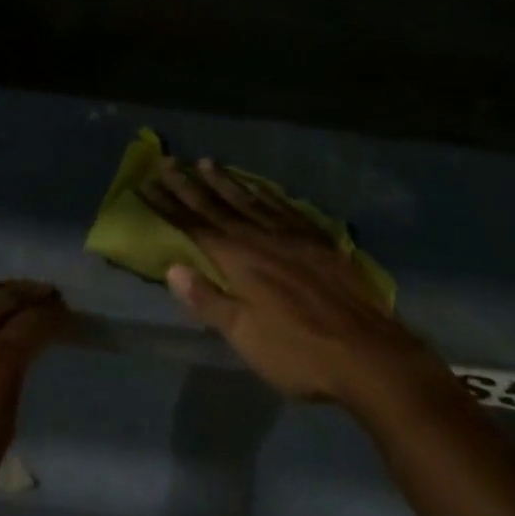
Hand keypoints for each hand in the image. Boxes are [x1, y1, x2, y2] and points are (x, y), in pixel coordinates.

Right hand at [140, 159, 442, 408]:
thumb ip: (209, 299)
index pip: (193, 226)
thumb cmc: (298, 351)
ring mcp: (292, 236)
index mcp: (238, 260)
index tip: (146, 184)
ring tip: (206, 162)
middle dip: (188, 185)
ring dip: (225, 182)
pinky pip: (285, 208)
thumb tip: (173, 267)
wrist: (368, 353)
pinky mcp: (318, 242)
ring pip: (250, 201)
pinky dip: (266, 194)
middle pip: (217, 207)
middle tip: (166, 161)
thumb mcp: (245, 336)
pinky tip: (260, 188)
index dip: (168, 206)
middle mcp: (260, 238)